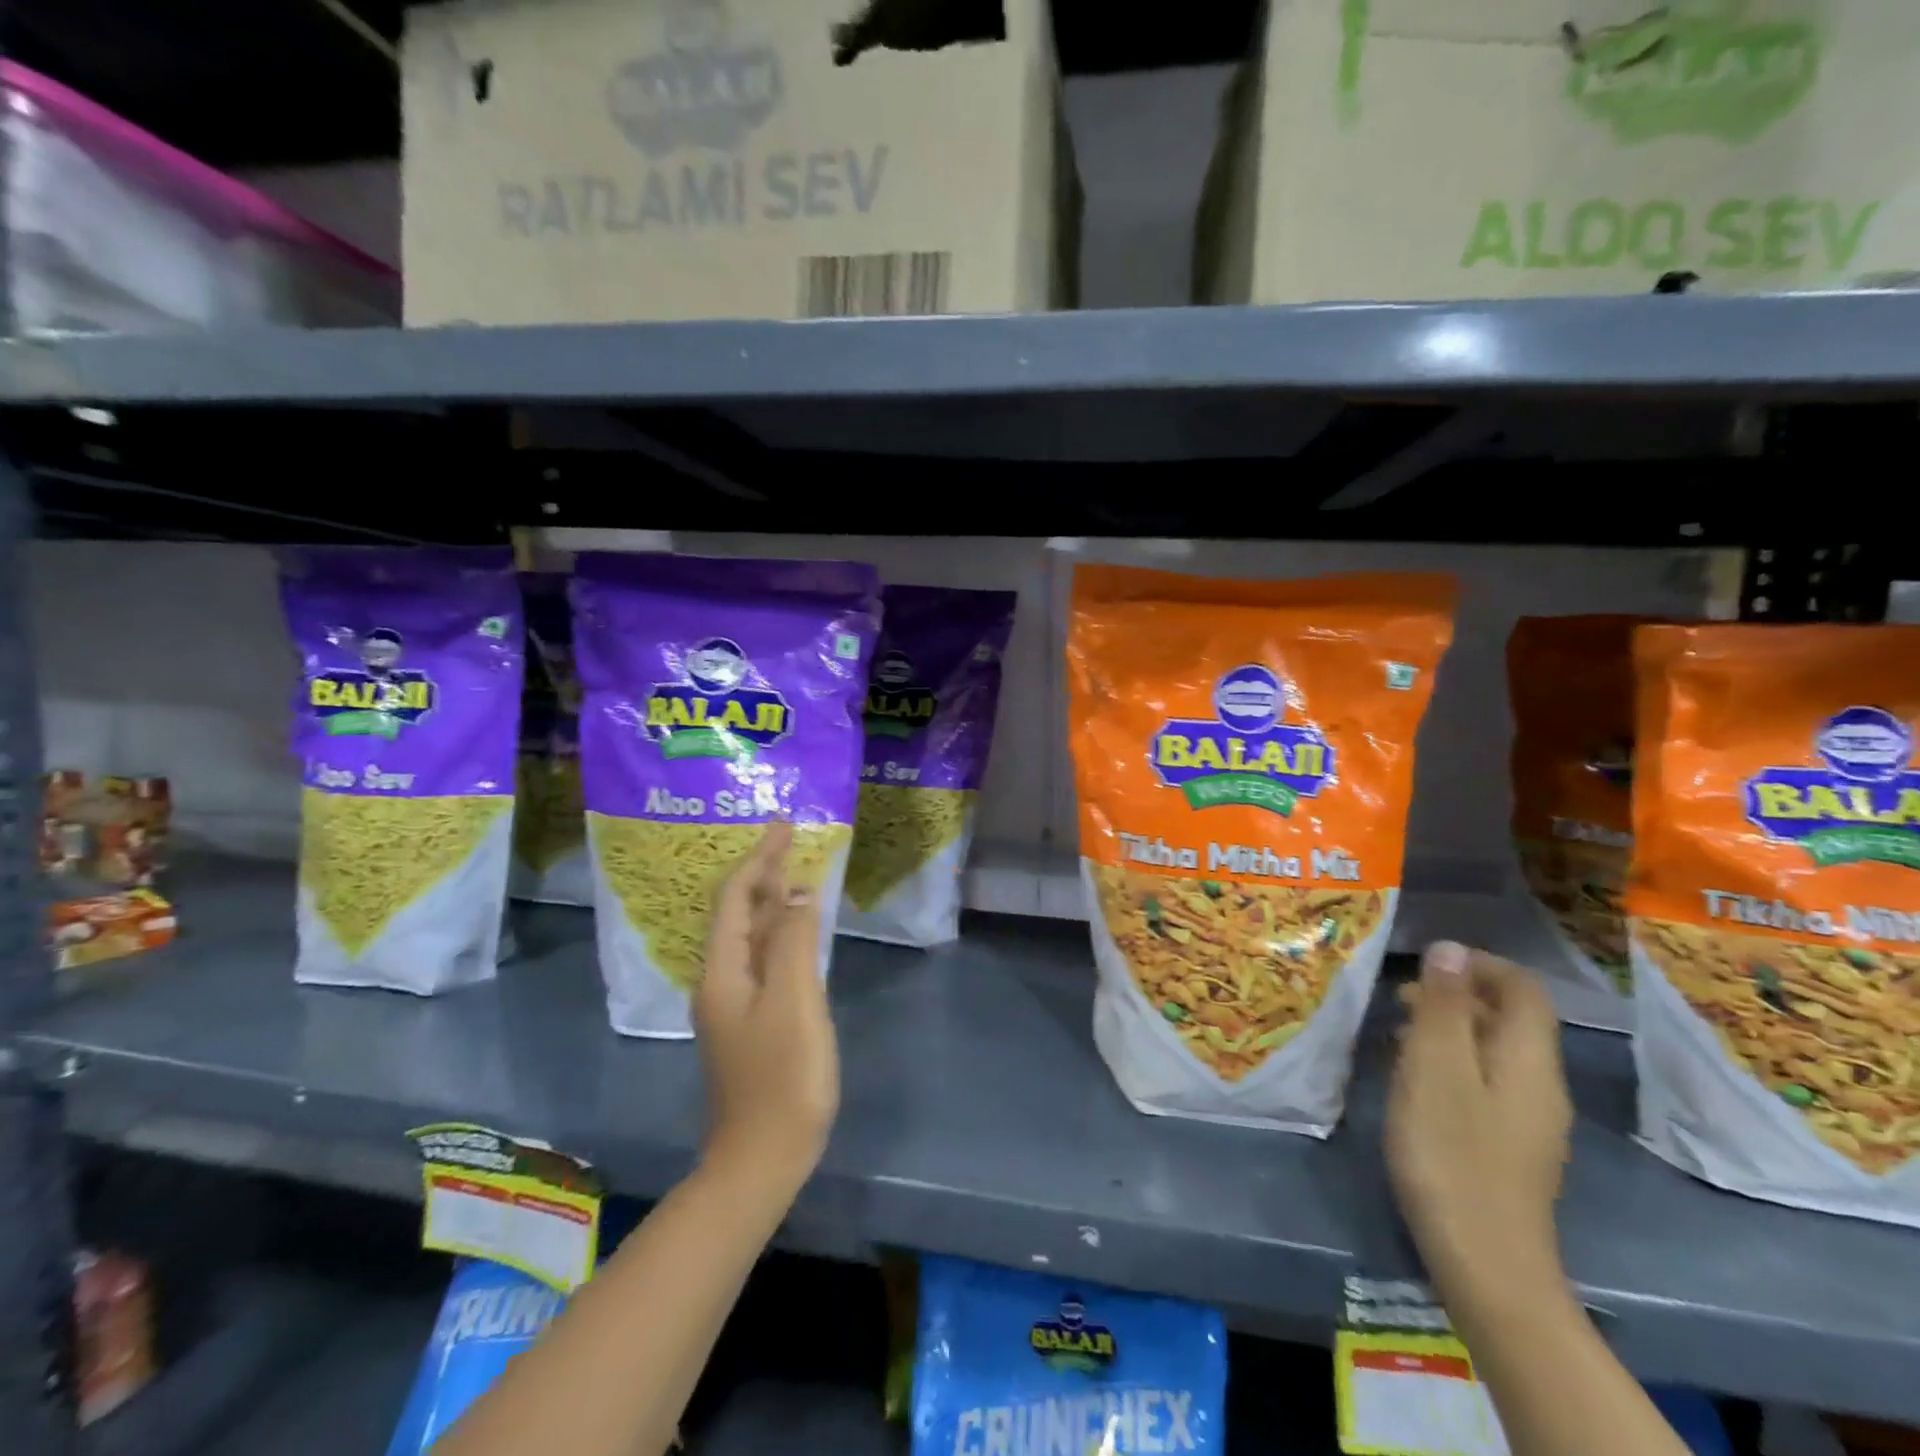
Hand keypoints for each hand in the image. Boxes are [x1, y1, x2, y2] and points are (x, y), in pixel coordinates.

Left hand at [694, 823, 839, 1195]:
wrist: (763, 1158)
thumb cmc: (782, 1077)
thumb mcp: (795, 1001)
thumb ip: (795, 941)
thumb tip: (797, 891)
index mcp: (723, 971)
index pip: (737, 898)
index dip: (759, 858)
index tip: (783, 825)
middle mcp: (720, 981)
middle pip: (739, 914)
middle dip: (763, 874)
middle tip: (792, 842)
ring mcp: (734, 1005)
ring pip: (751, 937)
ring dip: (772, 902)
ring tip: (797, 875)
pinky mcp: (751, 1023)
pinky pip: (763, 960)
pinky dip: (781, 934)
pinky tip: (798, 933)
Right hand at [1385, 942, 1572, 1306]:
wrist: (1485, 1263)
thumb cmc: (1452, 1152)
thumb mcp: (1435, 1067)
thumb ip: (1445, 1006)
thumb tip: (1450, 948)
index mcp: (1528, 1059)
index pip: (1523, 989)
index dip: (1479, 965)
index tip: (1424, 963)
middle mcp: (1539, 1084)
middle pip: (1509, 1018)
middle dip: (1456, 995)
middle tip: (1397, 997)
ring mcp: (1528, 1120)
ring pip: (1493, 1051)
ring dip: (1448, 1029)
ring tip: (1394, 1031)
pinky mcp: (1509, 1146)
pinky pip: (1484, 1081)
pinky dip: (1449, 1063)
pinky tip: (1411, 1080)